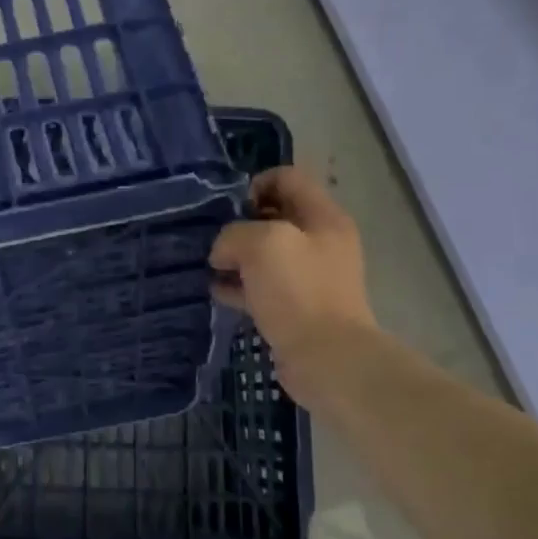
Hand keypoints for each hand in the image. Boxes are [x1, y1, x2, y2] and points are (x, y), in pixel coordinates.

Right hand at [210, 168, 376, 369]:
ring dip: (236, 257)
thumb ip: (234, 234)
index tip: (230, 209)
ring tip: (209, 265)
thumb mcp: (262, 243)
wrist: (328, 359)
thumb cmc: (299, 291)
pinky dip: (239, 286)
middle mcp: (321, 242)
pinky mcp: (296, 308)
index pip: (287, 179)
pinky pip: (262, 287)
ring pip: (265, 254)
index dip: (254, 184)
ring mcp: (310, 277)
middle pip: (275, 216)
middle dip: (241, 223)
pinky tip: (216, 291)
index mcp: (323, 218)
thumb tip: (223, 252)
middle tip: (215, 238)